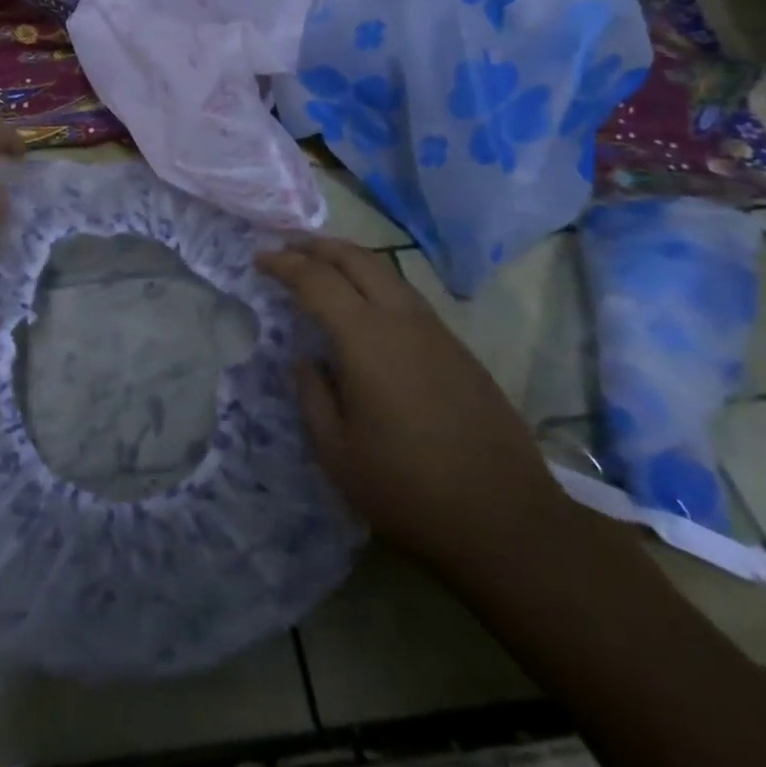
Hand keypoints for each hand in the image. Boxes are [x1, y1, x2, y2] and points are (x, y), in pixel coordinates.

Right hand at [256, 237, 563, 573]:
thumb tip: (306, 360)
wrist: (506, 519)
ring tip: (322, 266)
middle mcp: (403, 321)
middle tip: (288, 247)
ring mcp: (437, 332)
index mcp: (367, 339)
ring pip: (387, 272)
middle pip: (358, 259)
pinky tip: (366, 306)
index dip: (284, 265)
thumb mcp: (337, 451)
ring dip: (350, 260)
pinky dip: (376, 284)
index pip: (317, 281)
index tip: (259, 259)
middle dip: (318, 247)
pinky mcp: (459, 349)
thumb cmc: (407, 488)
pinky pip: (408, 297)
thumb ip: (312, 396)